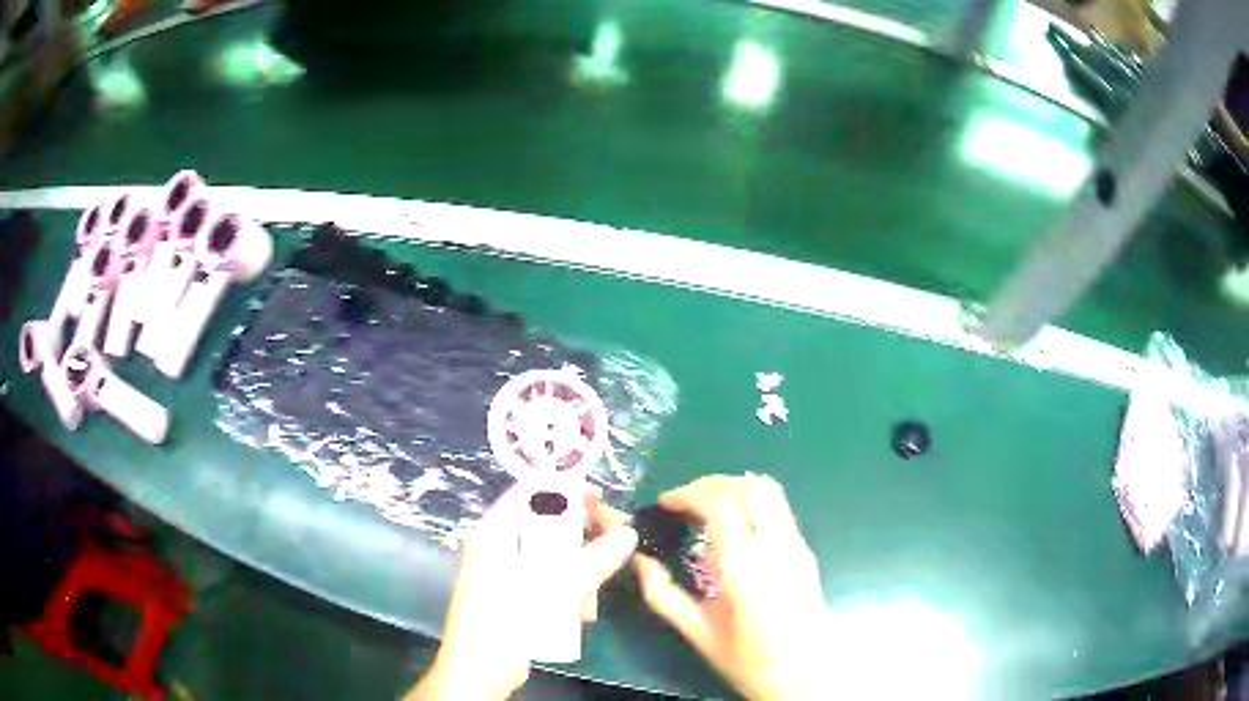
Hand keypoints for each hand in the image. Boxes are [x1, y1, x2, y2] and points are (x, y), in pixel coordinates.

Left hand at [406, 487, 637, 700]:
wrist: (480, 673)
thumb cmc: (507, 620)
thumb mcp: (554, 586)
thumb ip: (594, 559)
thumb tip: (629, 533)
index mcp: (493, 532)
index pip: (529, 493)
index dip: (565, 490)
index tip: (601, 500)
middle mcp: (497, 547)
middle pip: (547, 527)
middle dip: (581, 542)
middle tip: (613, 547)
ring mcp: (506, 574)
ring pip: (553, 559)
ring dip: (579, 574)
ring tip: (590, 599)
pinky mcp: (516, 598)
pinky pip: (549, 582)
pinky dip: (568, 593)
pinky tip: (581, 614)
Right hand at [633, 474, 826, 700]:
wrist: (809, 677)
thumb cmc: (751, 662)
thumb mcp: (700, 634)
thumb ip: (664, 596)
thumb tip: (640, 561)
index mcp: (748, 572)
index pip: (723, 506)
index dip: (689, 494)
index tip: (664, 504)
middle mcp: (778, 550)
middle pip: (751, 487)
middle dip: (712, 484)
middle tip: (683, 503)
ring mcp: (798, 548)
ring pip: (770, 492)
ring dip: (733, 489)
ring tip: (703, 510)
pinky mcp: (806, 552)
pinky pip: (778, 510)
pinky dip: (749, 504)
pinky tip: (730, 530)